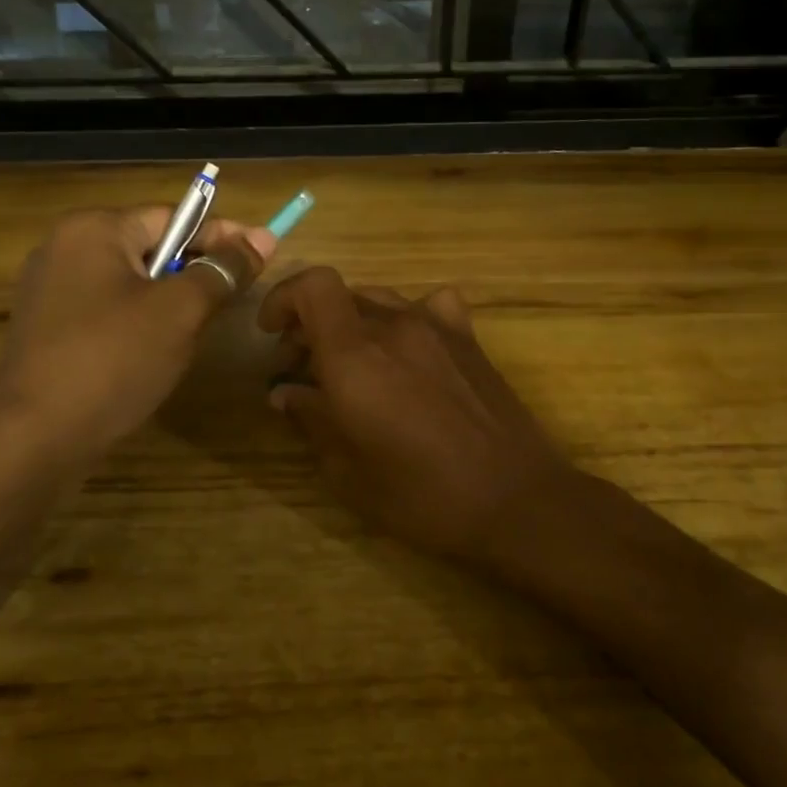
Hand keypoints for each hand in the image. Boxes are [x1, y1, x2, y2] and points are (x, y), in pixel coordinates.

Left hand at [0, 207, 273, 460]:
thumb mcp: (180, 311)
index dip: (222, 235)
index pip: (173, 217)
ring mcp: (51, 291)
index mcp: (94, 229)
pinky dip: (141, 323)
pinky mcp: (49, 330)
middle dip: (196, 271)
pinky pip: (109, 311)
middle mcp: (66, 249)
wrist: (33, 437)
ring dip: (171, 301)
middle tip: (236, 297)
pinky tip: (158, 353)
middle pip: (151, 248)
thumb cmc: (113, 360)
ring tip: (201, 329)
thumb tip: (262, 238)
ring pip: (132, 283)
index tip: (263, 251)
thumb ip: (222, 270)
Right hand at [258, 268, 580, 563]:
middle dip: (310, 324)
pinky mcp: (469, 340)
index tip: (272, 334)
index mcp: (356, 357)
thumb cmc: (422, 496)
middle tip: (303, 370)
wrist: (514, 500)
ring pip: (379, 300)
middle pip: (341, 296)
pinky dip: (409, 317)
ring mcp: (438, 328)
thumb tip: (284, 391)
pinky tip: (410, 349)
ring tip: (351, 364)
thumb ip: (311, 420)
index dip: (283, 298)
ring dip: (353, 323)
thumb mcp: (349, 472)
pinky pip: (431, 306)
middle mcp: (395, 327)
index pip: (313, 286)